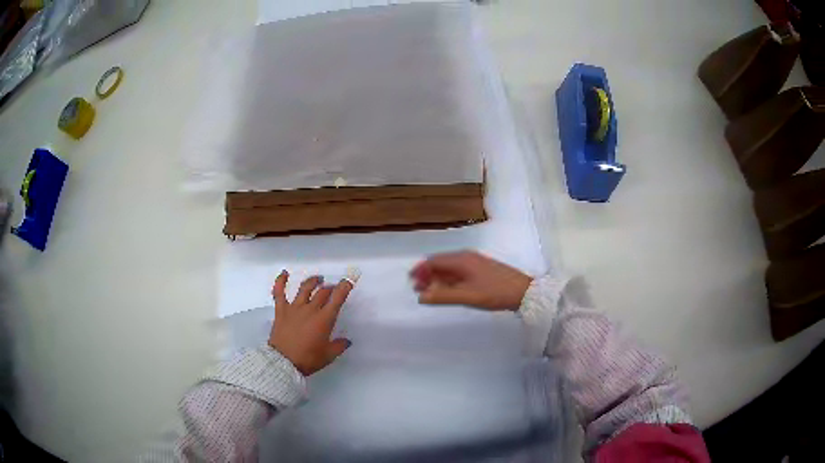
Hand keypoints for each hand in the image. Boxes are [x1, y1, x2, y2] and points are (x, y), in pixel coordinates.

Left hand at [268, 271, 352, 375]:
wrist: (283, 362)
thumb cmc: (308, 359)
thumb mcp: (328, 355)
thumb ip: (339, 346)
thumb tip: (347, 341)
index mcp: (324, 319)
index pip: (337, 298)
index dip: (344, 287)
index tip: (349, 280)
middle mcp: (310, 309)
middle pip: (323, 292)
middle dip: (330, 288)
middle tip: (333, 289)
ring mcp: (294, 307)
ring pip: (305, 288)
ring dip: (313, 281)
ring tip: (318, 279)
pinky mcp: (281, 310)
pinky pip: (279, 292)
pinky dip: (281, 281)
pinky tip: (284, 273)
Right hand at [410, 251, 532, 310]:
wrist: (523, 292)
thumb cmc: (495, 292)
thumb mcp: (467, 296)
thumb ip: (443, 296)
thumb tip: (421, 296)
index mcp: (462, 259)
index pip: (434, 261)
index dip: (421, 270)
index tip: (411, 281)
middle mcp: (467, 257)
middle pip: (441, 263)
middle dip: (428, 274)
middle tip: (418, 289)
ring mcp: (475, 263)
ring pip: (450, 268)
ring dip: (438, 278)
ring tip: (430, 291)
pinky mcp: (481, 270)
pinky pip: (459, 272)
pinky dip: (449, 280)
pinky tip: (448, 290)